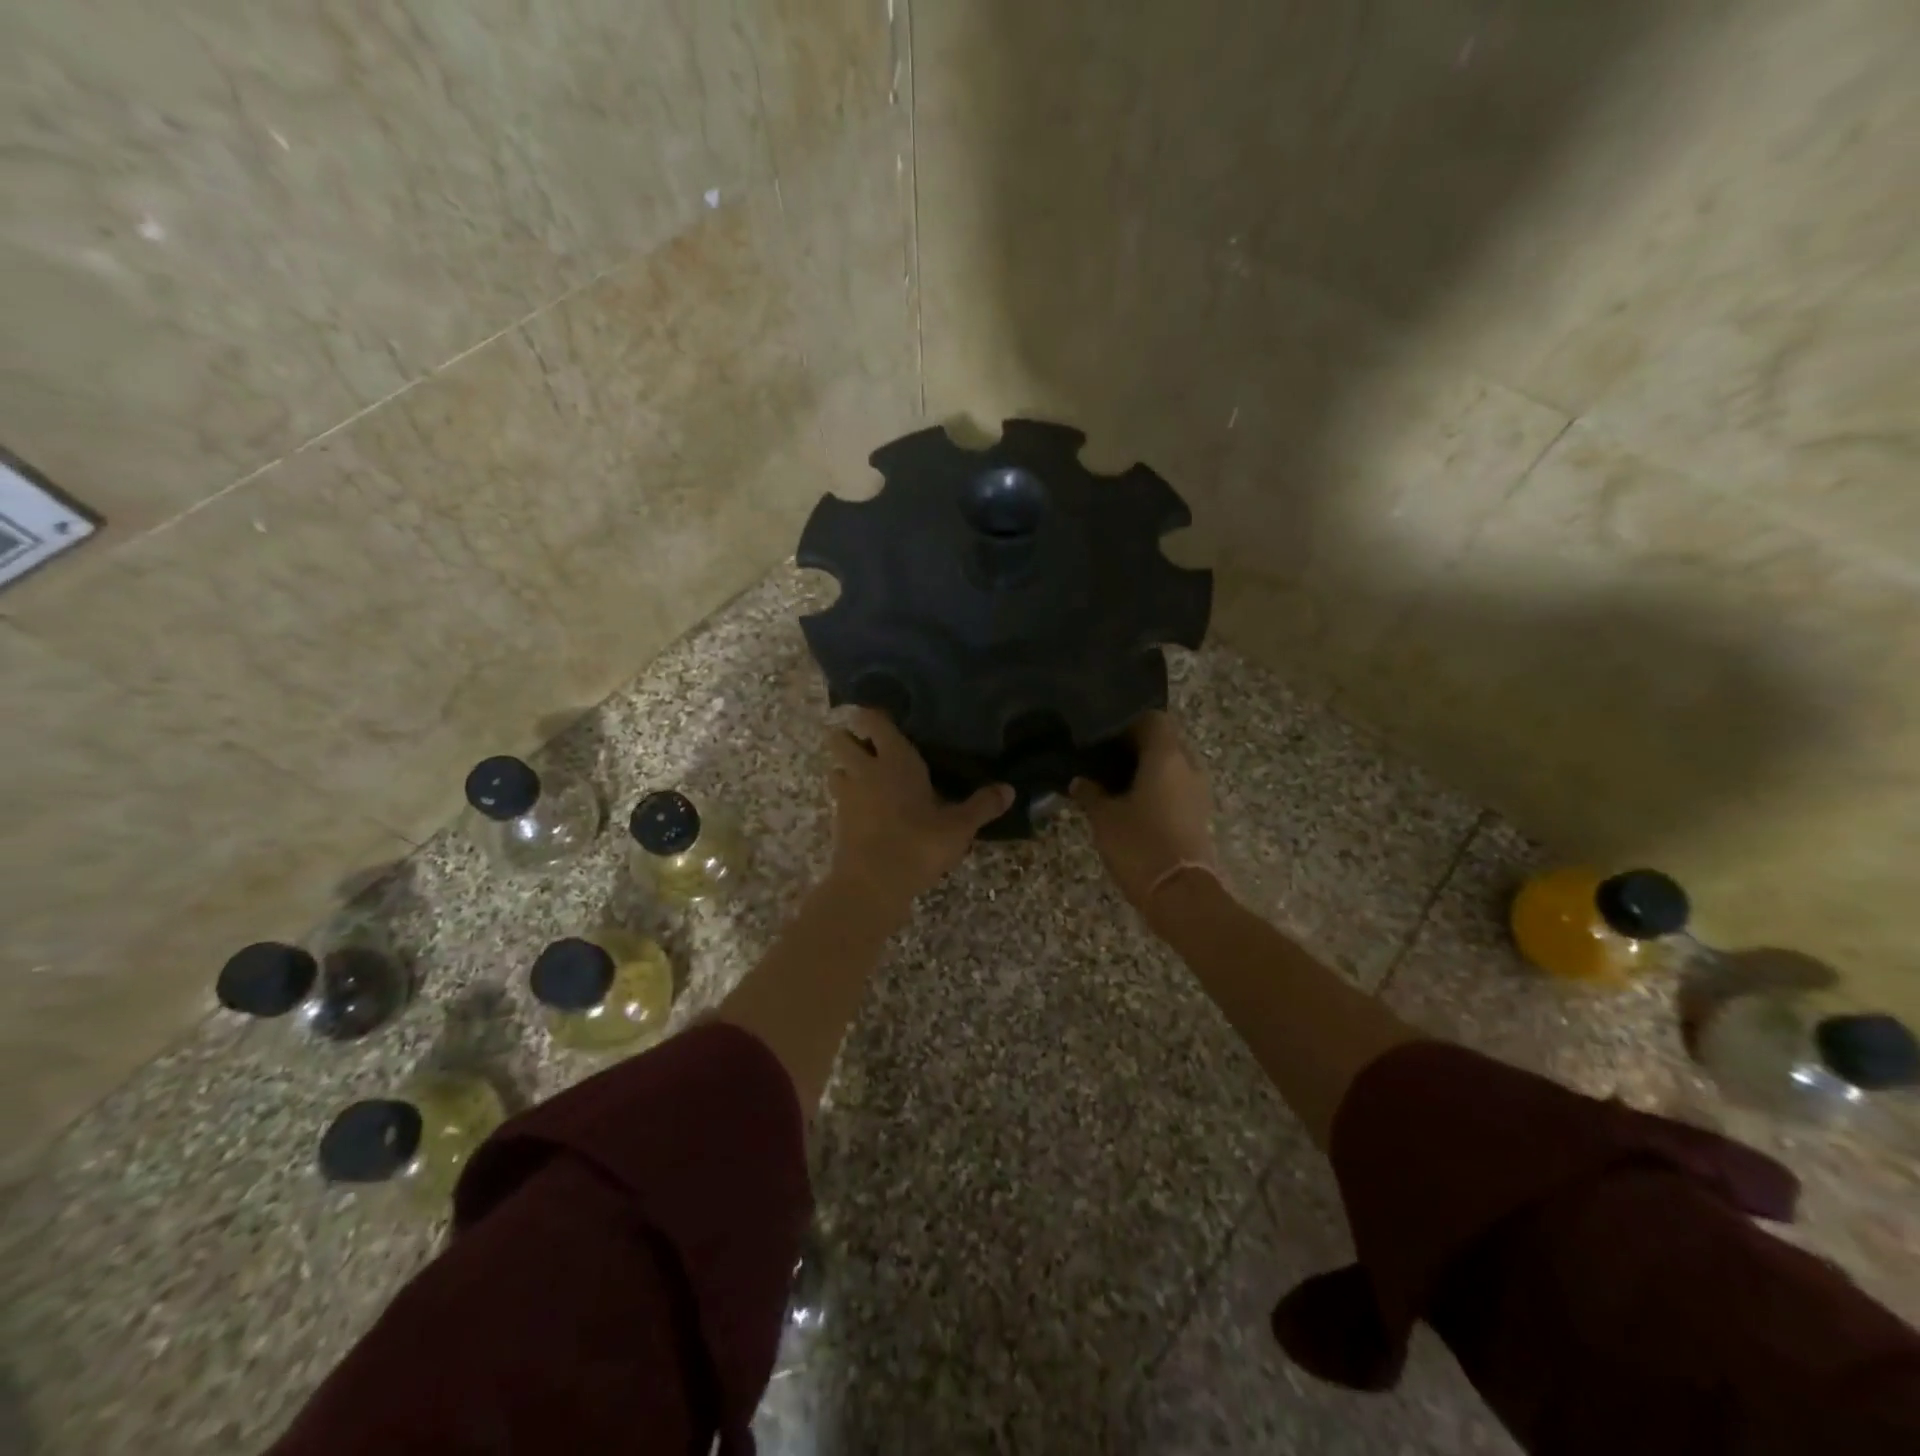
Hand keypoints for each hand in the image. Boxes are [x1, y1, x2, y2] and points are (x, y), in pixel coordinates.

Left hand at [826, 708, 1013, 907]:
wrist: (871, 885)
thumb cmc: (918, 844)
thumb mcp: (958, 827)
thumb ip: (982, 806)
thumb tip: (1009, 789)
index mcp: (895, 759)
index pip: (873, 720)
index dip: (873, 716)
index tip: (885, 718)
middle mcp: (864, 769)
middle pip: (840, 739)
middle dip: (849, 739)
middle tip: (870, 747)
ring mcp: (846, 795)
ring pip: (835, 769)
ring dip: (845, 770)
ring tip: (866, 780)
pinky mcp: (837, 821)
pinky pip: (838, 799)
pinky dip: (848, 800)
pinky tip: (866, 812)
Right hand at [1070, 712, 1221, 918]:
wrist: (1180, 894)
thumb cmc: (1140, 845)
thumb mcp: (1104, 818)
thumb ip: (1090, 793)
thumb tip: (1078, 780)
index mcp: (1167, 756)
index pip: (1152, 718)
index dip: (1126, 722)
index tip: (1101, 734)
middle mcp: (1188, 766)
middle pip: (1163, 741)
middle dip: (1135, 746)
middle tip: (1102, 757)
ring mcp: (1197, 792)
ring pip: (1171, 766)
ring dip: (1146, 769)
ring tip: (1112, 781)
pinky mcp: (1198, 815)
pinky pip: (1175, 788)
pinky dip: (1156, 789)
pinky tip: (1129, 803)